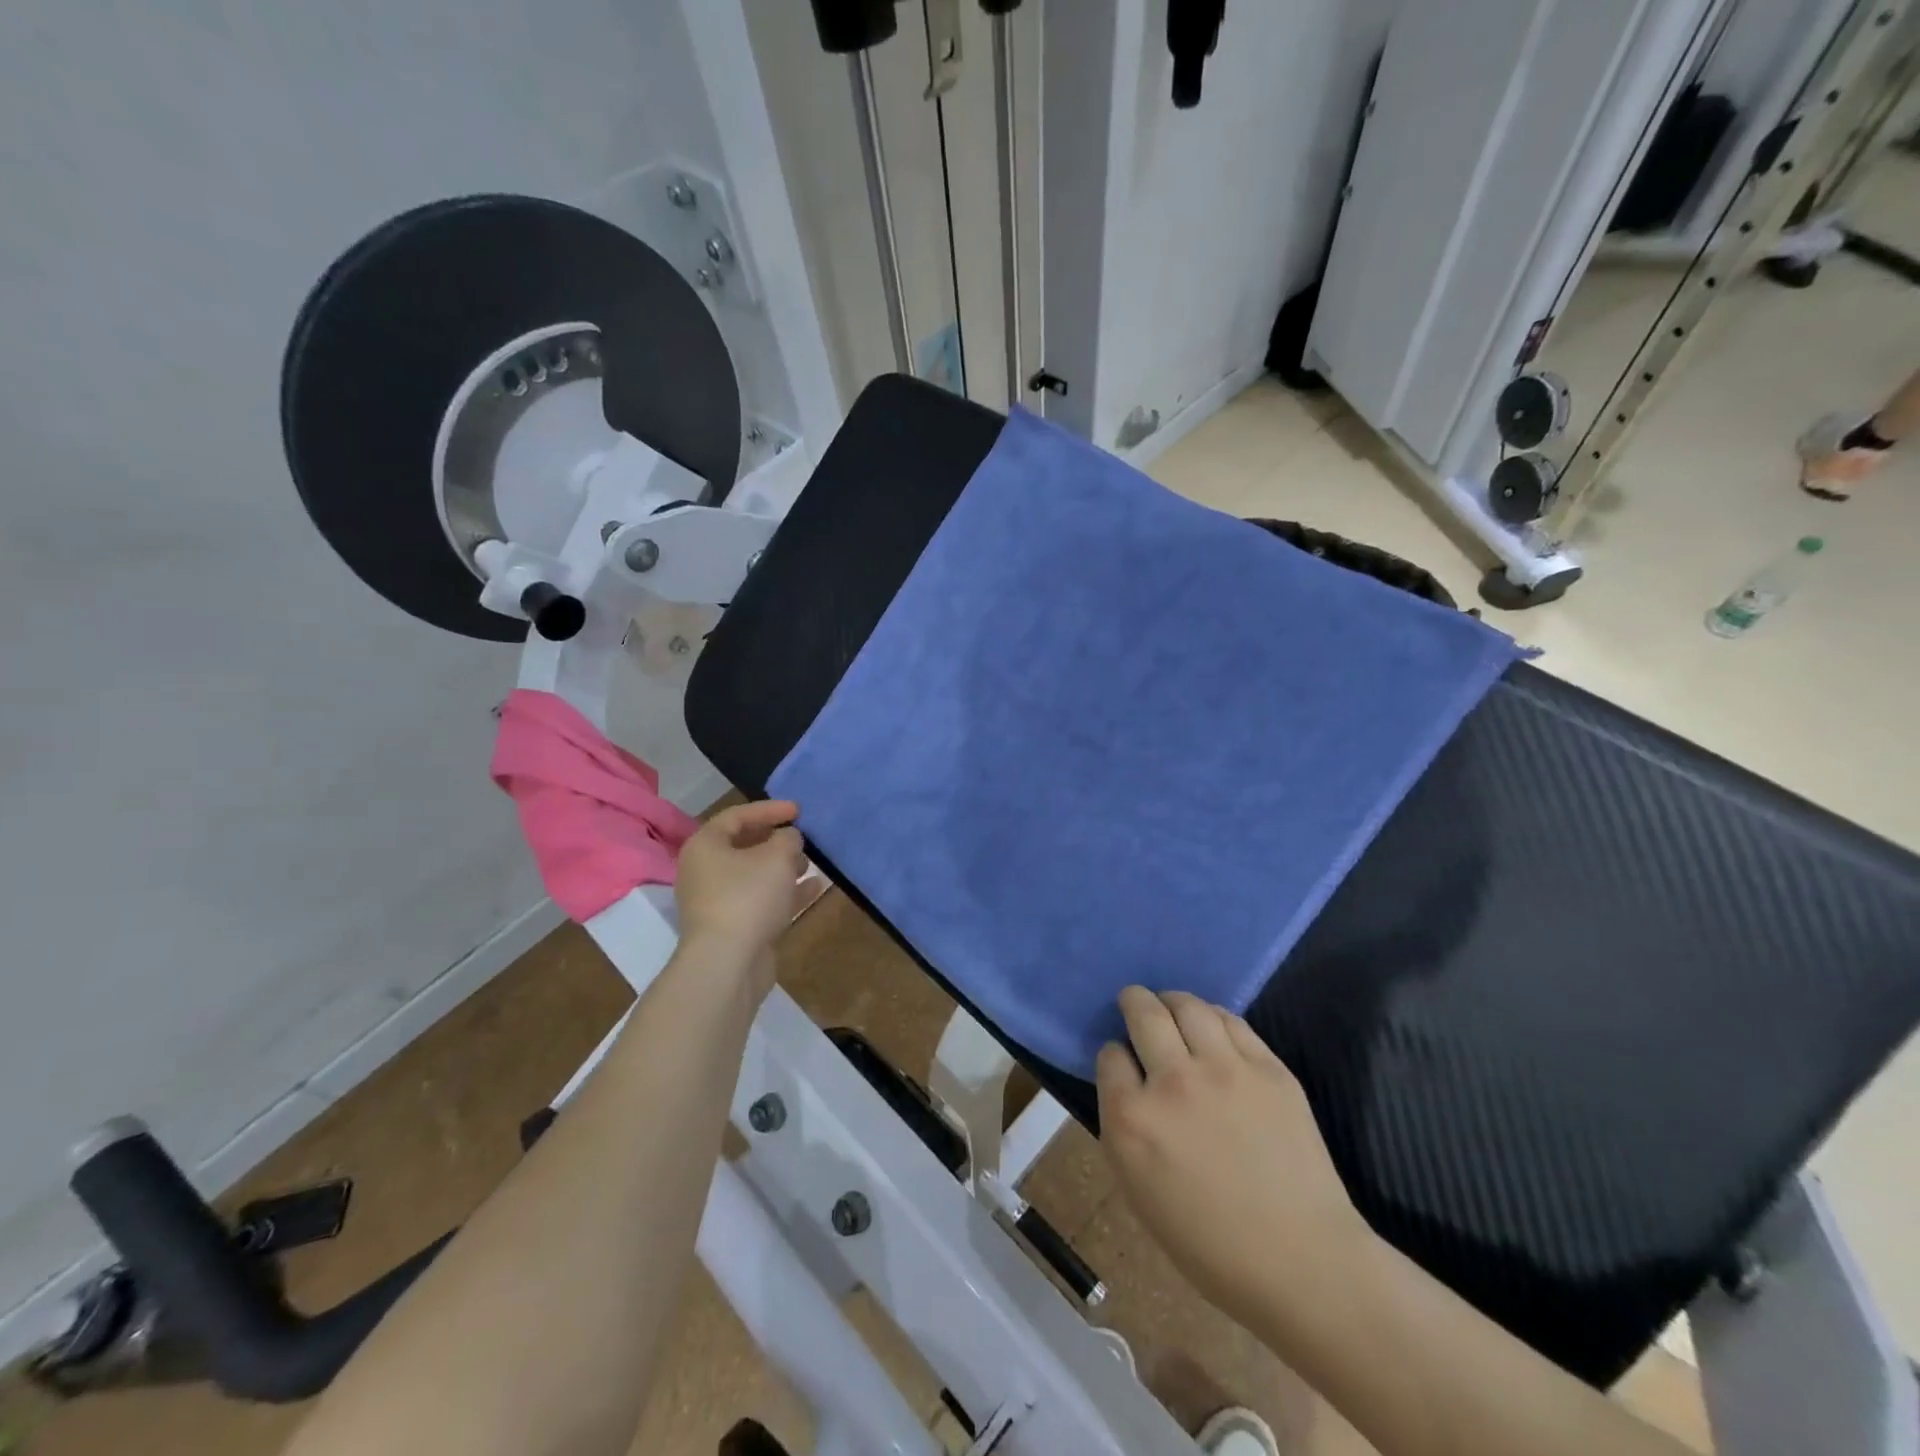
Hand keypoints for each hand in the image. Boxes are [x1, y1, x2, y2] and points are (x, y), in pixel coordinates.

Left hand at [672, 800, 807, 995]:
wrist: (728, 963)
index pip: (737, 816)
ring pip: (755, 876)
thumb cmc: (748, 896)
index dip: (770, 809)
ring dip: (783, 868)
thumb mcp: (777, 856)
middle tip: (803, 838)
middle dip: (777, 841)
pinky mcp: (734, 927)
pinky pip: (762, 901)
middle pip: (744, 846)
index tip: (799, 811)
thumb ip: (788, 838)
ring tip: (811, 863)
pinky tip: (814, 888)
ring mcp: (718, 902)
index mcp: (705, 846)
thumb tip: (788, 838)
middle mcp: (705, 871)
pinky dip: (785, 893)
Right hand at [1096, 987, 1366, 1333]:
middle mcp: (1173, 1082)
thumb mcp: (1139, 1190)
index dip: (1115, 1057)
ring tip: (1173, 1008)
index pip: (1110, 1055)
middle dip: (1133, 1002)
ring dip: (1172, 1001)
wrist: (1302, 1261)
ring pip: (1188, 1005)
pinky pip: (1231, 1021)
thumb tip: (1128, 1084)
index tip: (1123, 1064)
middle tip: (1135, 1003)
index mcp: (1133, 1120)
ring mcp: (1224, 1070)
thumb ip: (1125, 1126)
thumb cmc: (1210, 1244)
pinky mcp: (1268, 1068)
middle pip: (1143, 1013)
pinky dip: (1213, 1017)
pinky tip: (1211, 1027)